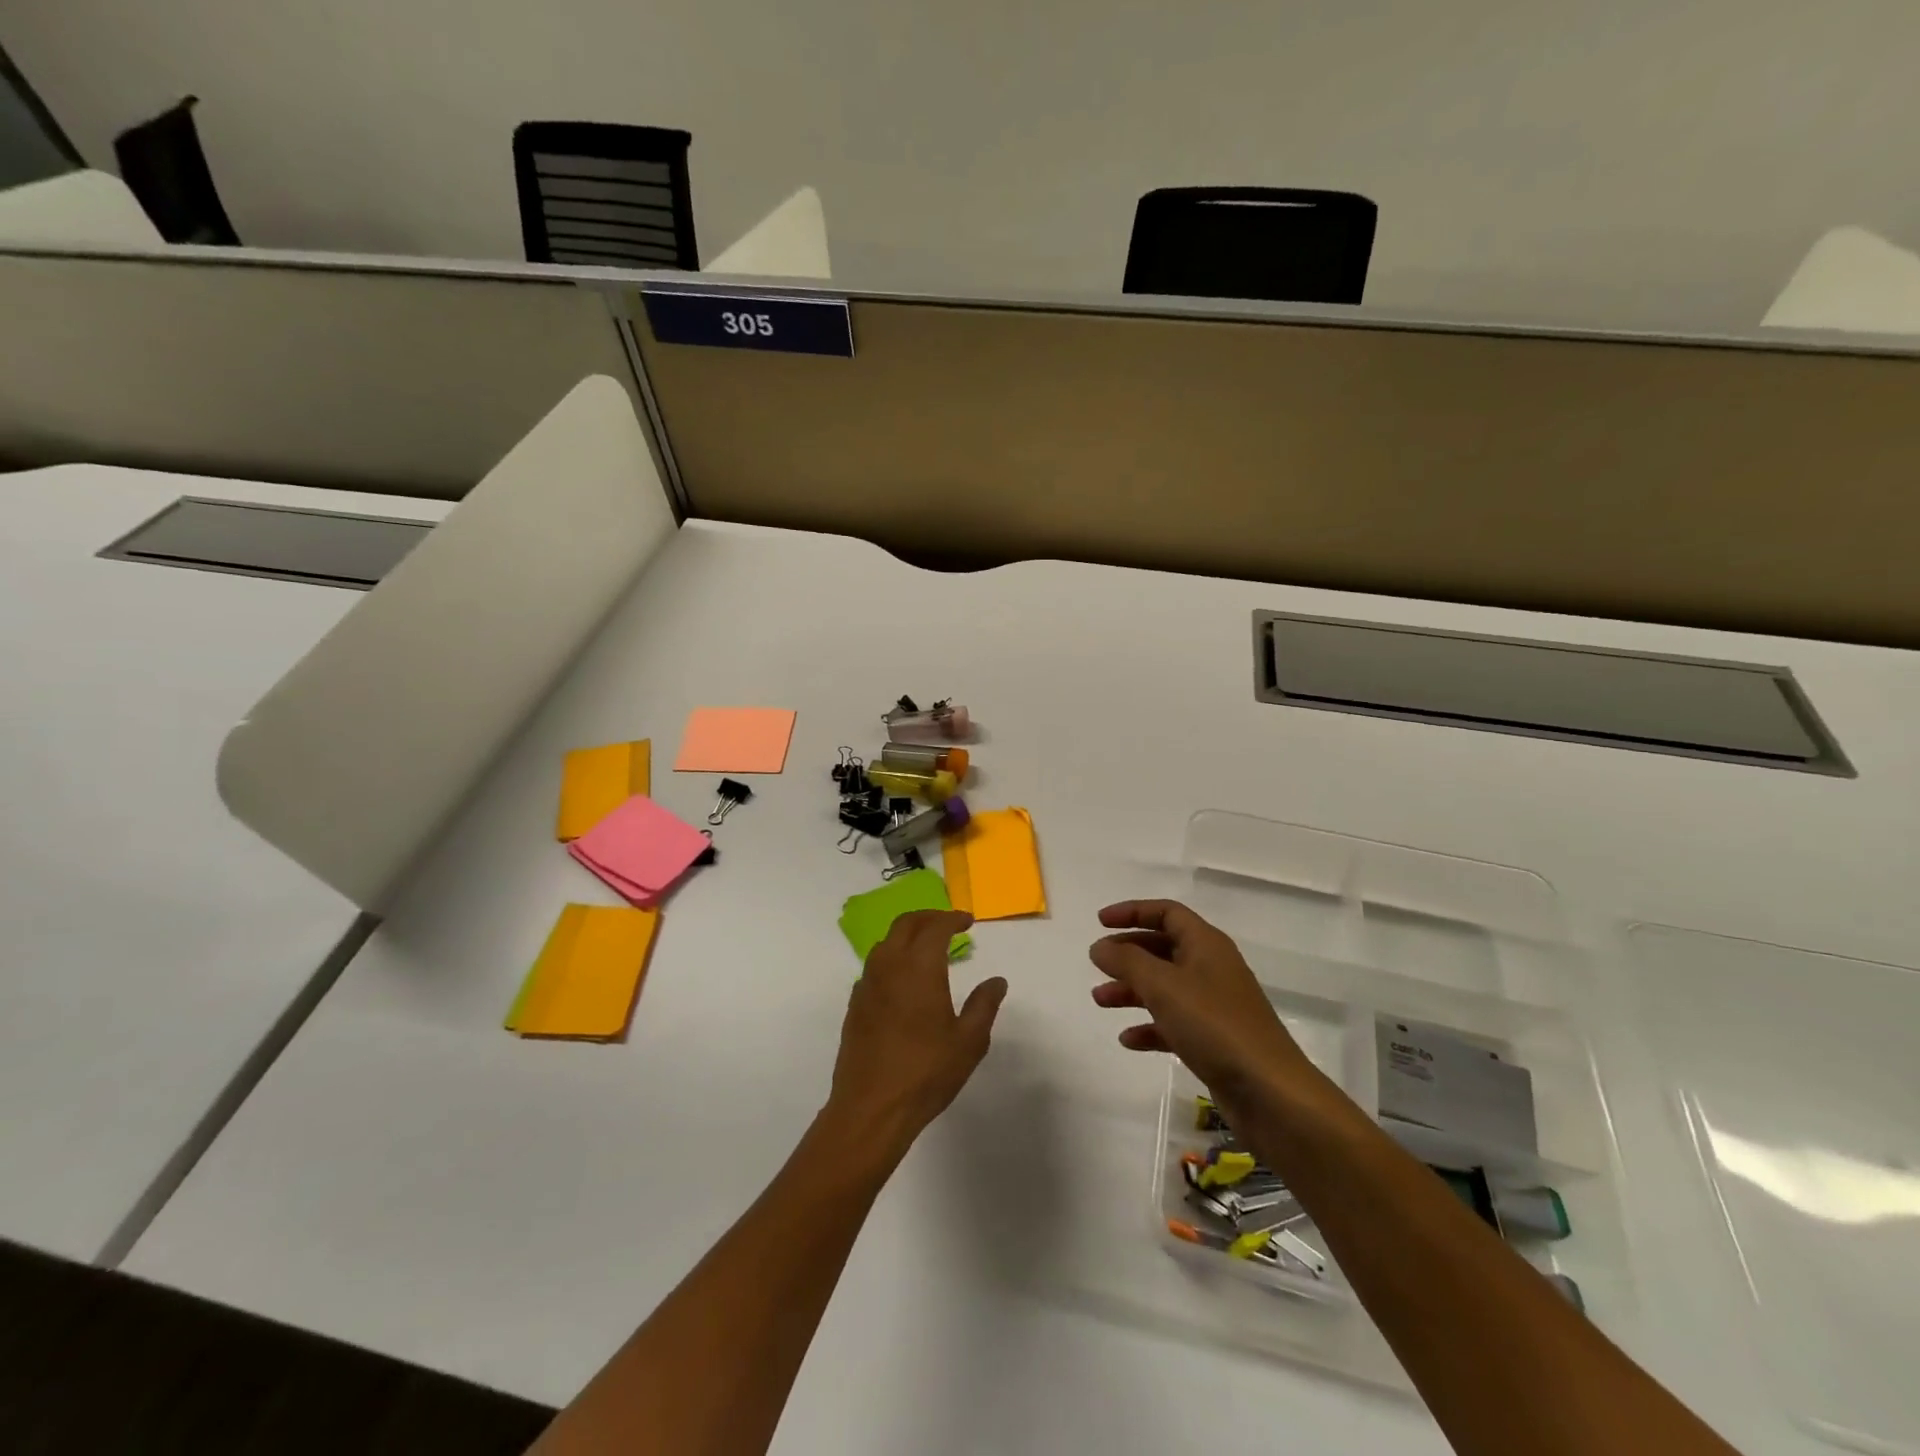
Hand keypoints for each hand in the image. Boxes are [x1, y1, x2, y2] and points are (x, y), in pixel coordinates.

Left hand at [826, 910, 1006, 1157]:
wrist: (871, 1108)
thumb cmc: (926, 1072)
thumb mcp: (968, 1041)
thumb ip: (984, 1005)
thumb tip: (996, 981)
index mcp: (919, 967)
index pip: (935, 927)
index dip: (953, 919)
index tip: (967, 921)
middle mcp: (889, 966)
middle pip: (906, 924)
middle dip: (929, 917)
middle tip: (949, 924)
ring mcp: (867, 984)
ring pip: (886, 942)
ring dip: (908, 935)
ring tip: (928, 948)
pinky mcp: (856, 1004)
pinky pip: (875, 966)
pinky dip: (892, 958)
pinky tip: (904, 980)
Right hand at [1090, 900, 1323, 1112]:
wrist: (1269, 1091)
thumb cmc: (1214, 1025)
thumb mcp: (1163, 986)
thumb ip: (1127, 961)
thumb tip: (1100, 946)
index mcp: (1206, 945)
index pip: (1167, 912)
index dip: (1132, 912)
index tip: (1100, 922)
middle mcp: (1212, 968)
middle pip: (1164, 948)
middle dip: (1128, 954)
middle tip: (1097, 964)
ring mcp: (1215, 1006)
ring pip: (1165, 987)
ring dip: (1132, 990)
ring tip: (1100, 1001)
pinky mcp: (1215, 1040)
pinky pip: (1174, 1023)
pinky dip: (1150, 1026)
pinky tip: (1128, 1039)